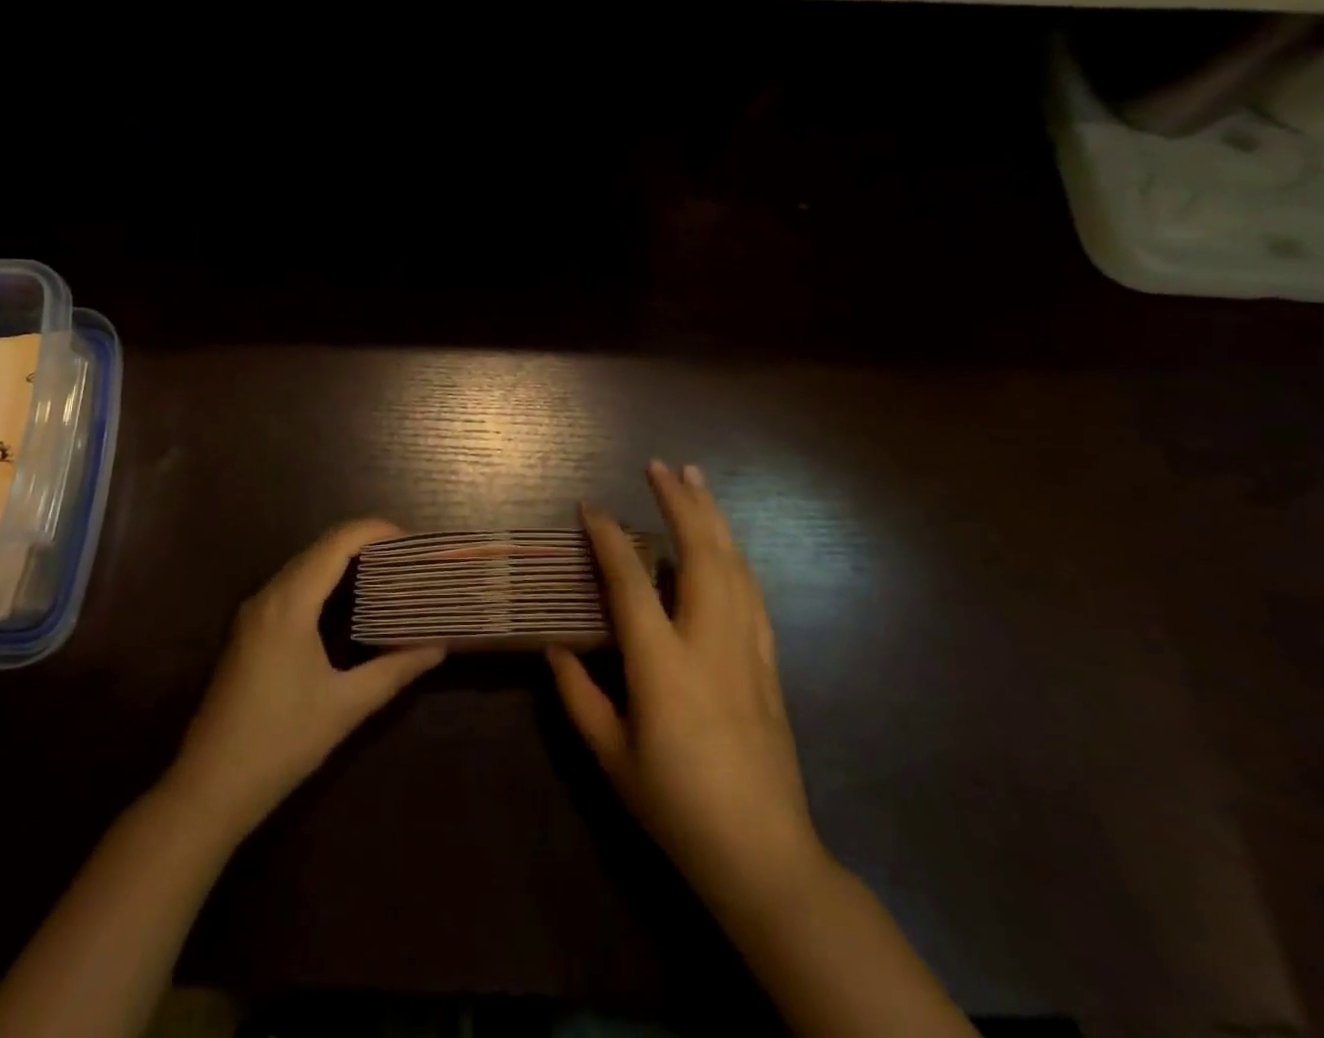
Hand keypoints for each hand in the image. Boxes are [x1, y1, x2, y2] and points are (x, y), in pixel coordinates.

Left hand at [170, 519, 444, 841]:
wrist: (209, 787)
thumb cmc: (280, 743)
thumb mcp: (345, 707)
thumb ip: (394, 671)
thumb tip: (437, 647)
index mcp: (289, 603)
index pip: (338, 541)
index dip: (377, 531)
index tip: (414, 543)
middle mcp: (268, 595)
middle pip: (321, 547)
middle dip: (366, 544)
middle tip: (408, 561)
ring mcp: (254, 612)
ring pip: (305, 565)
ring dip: (345, 562)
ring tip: (388, 576)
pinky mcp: (249, 630)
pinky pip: (292, 586)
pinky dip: (325, 581)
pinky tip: (350, 605)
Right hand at [549, 463, 825, 913]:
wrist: (764, 856)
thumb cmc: (676, 807)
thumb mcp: (612, 757)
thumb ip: (578, 697)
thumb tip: (555, 648)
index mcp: (663, 665)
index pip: (631, 582)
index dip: (609, 539)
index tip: (591, 507)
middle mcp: (709, 643)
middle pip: (701, 555)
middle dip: (681, 503)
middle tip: (661, 466)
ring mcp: (746, 650)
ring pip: (735, 566)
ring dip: (714, 518)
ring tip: (697, 481)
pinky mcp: (768, 664)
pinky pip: (752, 594)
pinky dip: (735, 556)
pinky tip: (727, 543)